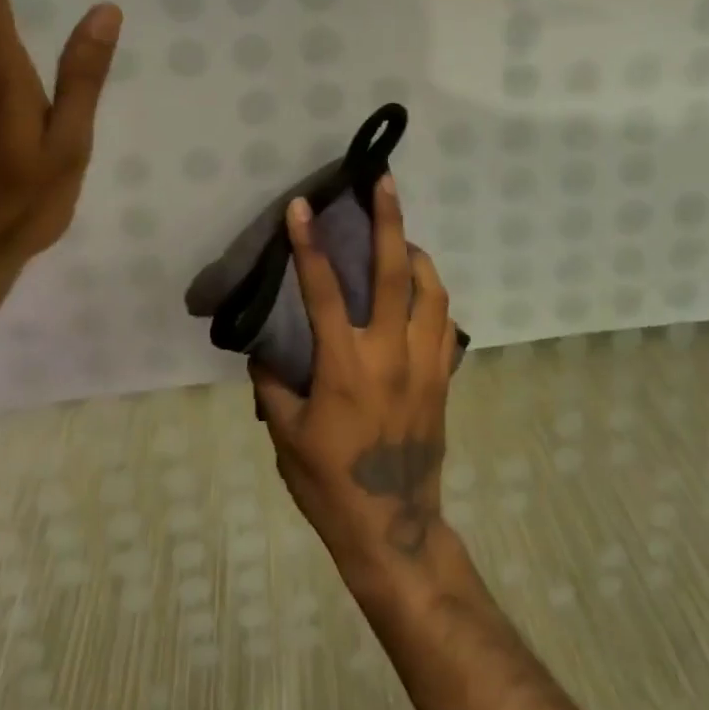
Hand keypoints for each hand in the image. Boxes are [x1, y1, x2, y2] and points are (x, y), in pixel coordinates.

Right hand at [250, 178, 458, 586]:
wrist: (393, 528)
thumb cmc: (331, 485)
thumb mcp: (286, 436)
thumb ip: (273, 383)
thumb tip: (264, 346)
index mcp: (345, 366)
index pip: (324, 291)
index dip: (310, 245)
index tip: (302, 206)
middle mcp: (390, 353)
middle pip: (395, 272)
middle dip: (389, 220)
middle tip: (384, 181)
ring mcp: (424, 363)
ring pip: (432, 289)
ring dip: (417, 253)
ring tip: (401, 238)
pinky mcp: (443, 376)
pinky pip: (444, 321)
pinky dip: (432, 293)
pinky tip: (418, 289)